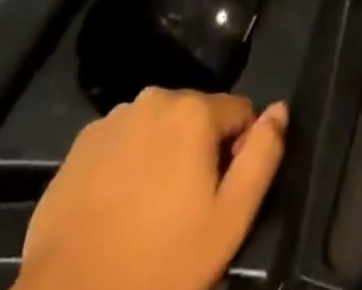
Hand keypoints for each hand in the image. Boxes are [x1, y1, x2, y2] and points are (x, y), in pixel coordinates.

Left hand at [17, 89, 287, 289]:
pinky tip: (118, 209)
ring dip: (162, 155)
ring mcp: (114, 118)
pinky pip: (121, 143)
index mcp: (194, 109)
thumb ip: (262, 157)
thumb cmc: (160, 264)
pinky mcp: (81, 143)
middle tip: (186, 209)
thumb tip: (280, 109)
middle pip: (195, 116)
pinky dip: (127, 165)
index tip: (222, 196)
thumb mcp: (228, 222)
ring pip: (157, 128)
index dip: (239, 151)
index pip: (239, 112)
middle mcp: (155, 97)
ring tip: (150, 212)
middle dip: (198, 151)